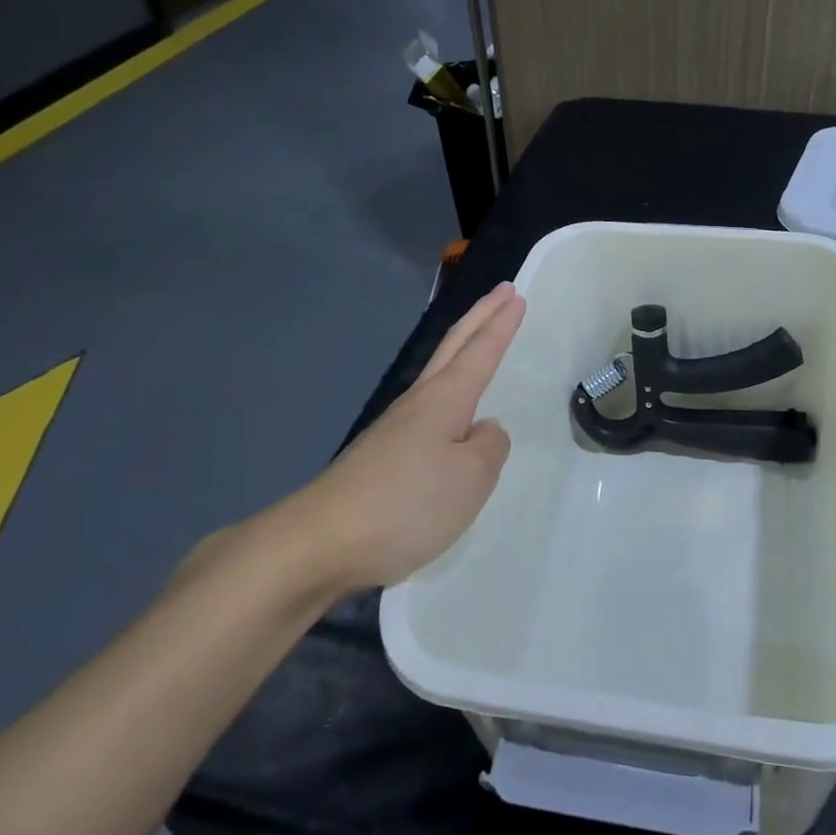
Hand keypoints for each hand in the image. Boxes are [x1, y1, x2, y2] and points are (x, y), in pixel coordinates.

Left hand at [297, 281, 525, 590]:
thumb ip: (490, 447)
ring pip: (438, 373)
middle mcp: (419, 402)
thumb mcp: (471, 478)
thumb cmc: (405, 503)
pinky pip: (427, 409)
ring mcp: (395, 428)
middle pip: (454, 346)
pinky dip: (448, 390)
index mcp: (445, 399)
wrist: (319, 542)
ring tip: (479, 339)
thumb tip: (482, 430)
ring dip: (462, 348)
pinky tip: (451, 415)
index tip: (516, 295)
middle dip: (481, 317)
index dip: (501, 323)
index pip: (481, 351)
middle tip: (503, 292)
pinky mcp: (381, 456)